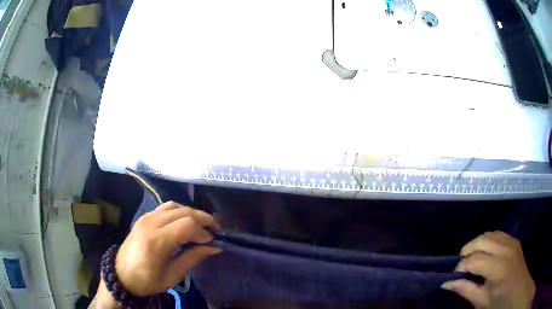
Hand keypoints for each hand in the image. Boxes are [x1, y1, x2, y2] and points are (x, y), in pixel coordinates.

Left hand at [115, 201, 220, 296]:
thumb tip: (214, 247)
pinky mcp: (144, 217)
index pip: (187, 225)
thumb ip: (193, 257)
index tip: (212, 242)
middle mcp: (151, 223)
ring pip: (175, 206)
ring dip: (191, 213)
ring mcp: (146, 217)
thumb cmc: (148, 280)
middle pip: (183, 212)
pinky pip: (165, 208)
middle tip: (214, 230)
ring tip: (201, 225)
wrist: (122, 274)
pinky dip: (179, 211)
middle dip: (202, 219)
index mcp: (157, 241)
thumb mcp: (173, 275)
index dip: (203, 232)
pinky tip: (184, 222)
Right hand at [441, 231, 534, 308]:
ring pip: (489, 234)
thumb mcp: (481, 301)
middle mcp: (505, 250)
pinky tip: (485, 253)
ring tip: (472, 259)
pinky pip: (497, 234)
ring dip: (477, 244)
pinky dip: (487, 241)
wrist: (519, 291)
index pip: (474, 260)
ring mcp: (511, 242)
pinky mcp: (514, 240)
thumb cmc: (500, 302)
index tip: (454, 276)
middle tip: (461, 266)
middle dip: (467, 251)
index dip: (461, 267)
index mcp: (498, 268)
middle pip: (481, 240)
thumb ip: (465, 290)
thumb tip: (445, 283)